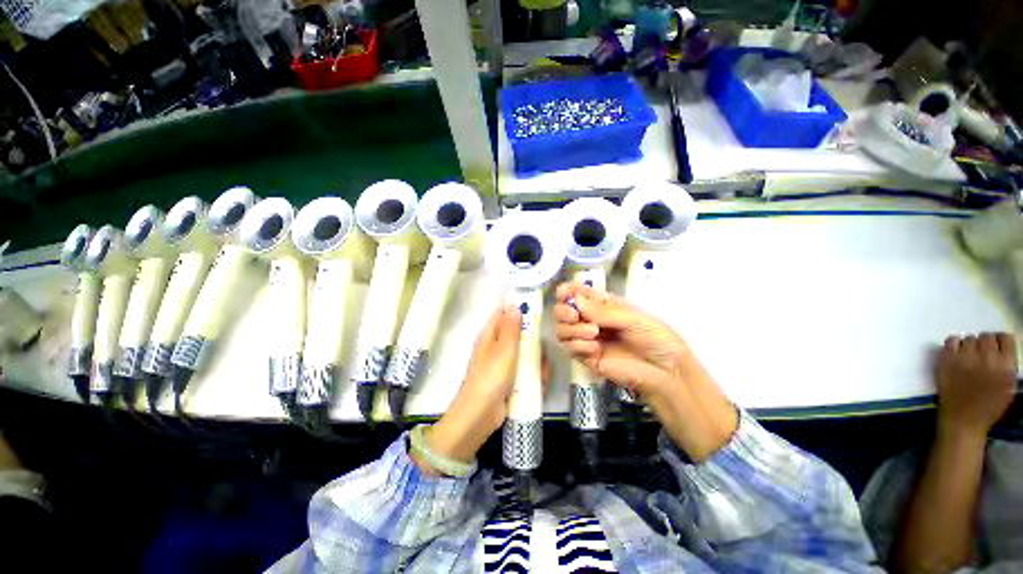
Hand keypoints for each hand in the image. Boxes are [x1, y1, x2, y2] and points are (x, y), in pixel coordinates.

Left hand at [416, 304, 549, 474]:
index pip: (502, 312)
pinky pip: (524, 368)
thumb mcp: (504, 349)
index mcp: (490, 334)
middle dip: (531, 339)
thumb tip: (514, 304)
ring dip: (535, 358)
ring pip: (523, 352)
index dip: (517, 307)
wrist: (481, 415)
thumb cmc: (491, 377)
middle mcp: (495, 345)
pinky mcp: (509, 378)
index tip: (536, 307)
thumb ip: (510, 327)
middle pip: (516, 332)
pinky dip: (532, 372)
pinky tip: (541, 379)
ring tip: (544, 367)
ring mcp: (503, 363)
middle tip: (543, 345)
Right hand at [553, 282, 689, 397]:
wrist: (666, 372)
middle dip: (563, 311)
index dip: (567, 291)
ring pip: (561, 330)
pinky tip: (595, 348)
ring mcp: (587, 339)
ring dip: (572, 330)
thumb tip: (575, 299)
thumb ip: (602, 311)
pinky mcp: (586, 358)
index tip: (564, 293)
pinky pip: (569, 349)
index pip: (577, 294)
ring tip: (593, 333)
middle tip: (574, 316)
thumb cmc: (655, 338)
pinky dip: (577, 346)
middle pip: (562, 311)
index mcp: (602, 305)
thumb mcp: (632, 318)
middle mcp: (590, 320)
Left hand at [936, 332, 1017, 438]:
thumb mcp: (1009, 385)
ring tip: (968, 358)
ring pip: (969, 338)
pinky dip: (953, 344)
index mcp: (1006, 364)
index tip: (997, 348)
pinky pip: (951, 340)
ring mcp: (965, 356)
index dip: (1000, 342)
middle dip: (985, 344)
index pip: (1005, 338)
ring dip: (969, 345)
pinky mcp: (947, 359)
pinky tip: (956, 353)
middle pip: (986, 336)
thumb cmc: (989, 407)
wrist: (963, 419)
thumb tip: (1002, 349)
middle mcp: (986, 356)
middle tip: (981, 355)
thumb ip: (1007, 364)